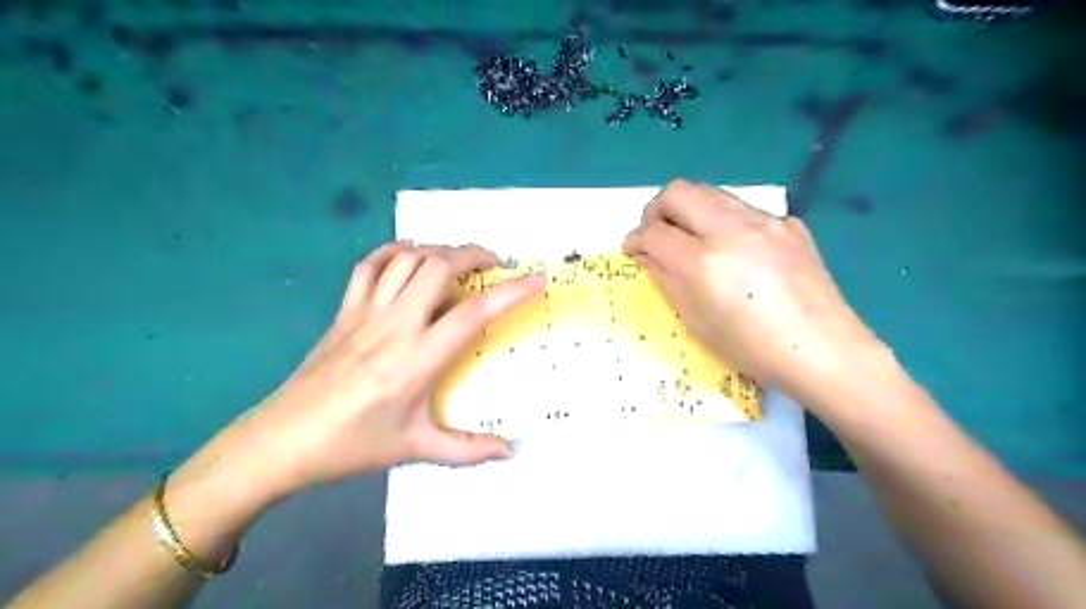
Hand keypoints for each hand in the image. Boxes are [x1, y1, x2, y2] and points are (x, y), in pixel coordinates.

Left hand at [197, 240, 543, 501]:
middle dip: (474, 255)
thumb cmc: (352, 446)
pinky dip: (396, 251)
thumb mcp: (415, 449)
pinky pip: (370, 265)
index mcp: (417, 360)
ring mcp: (365, 312)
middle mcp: (395, 325)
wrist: (281, 441)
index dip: (511, 292)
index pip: (473, 314)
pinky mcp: (344, 310)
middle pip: (439, 267)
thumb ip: (468, 450)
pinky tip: (411, 257)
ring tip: (459, 261)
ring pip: (408, 258)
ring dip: (440, 250)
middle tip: (494, 265)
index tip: (537, 280)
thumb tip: (511, 451)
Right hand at [624, 180, 886, 403]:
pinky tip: (734, 250)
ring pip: (710, 192)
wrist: (823, 351)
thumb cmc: (752, 349)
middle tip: (656, 235)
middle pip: (678, 192)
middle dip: (656, 210)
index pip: (654, 233)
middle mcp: (732, 230)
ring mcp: (765, 221)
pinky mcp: (789, 223)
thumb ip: (665, 279)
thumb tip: (645, 254)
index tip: (633, 251)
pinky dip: (724, 221)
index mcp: (704, 263)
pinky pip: (743, 209)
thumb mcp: (696, 321)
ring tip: (690, 238)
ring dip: (689, 210)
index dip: (635, 240)